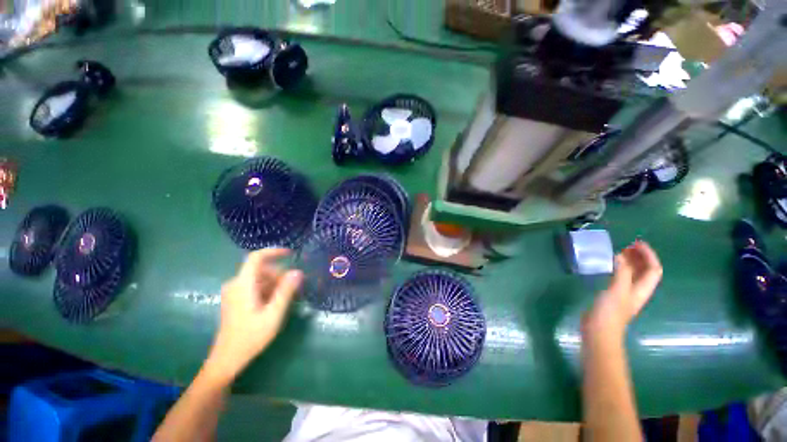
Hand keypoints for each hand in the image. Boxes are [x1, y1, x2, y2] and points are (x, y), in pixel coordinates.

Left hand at [203, 248, 302, 383]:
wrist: (227, 359)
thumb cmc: (250, 337)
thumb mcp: (273, 314)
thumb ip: (285, 291)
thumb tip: (298, 272)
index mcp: (243, 285)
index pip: (256, 257)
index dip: (274, 252)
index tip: (291, 254)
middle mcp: (235, 284)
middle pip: (261, 269)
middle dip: (280, 274)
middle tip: (294, 287)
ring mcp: (234, 292)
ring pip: (259, 278)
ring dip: (275, 283)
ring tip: (287, 297)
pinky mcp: (235, 299)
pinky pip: (255, 286)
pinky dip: (268, 289)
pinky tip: (276, 302)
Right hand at [584, 241, 662, 338]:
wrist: (599, 330)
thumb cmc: (610, 311)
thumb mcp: (617, 290)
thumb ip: (621, 272)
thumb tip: (620, 255)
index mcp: (642, 289)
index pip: (654, 269)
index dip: (649, 255)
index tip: (637, 243)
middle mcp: (637, 290)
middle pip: (645, 271)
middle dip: (640, 256)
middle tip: (627, 244)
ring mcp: (625, 293)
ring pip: (632, 274)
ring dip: (629, 261)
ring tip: (618, 251)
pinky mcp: (613, 295)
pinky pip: (620, 277)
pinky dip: (618, 268)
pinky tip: (608, 266)